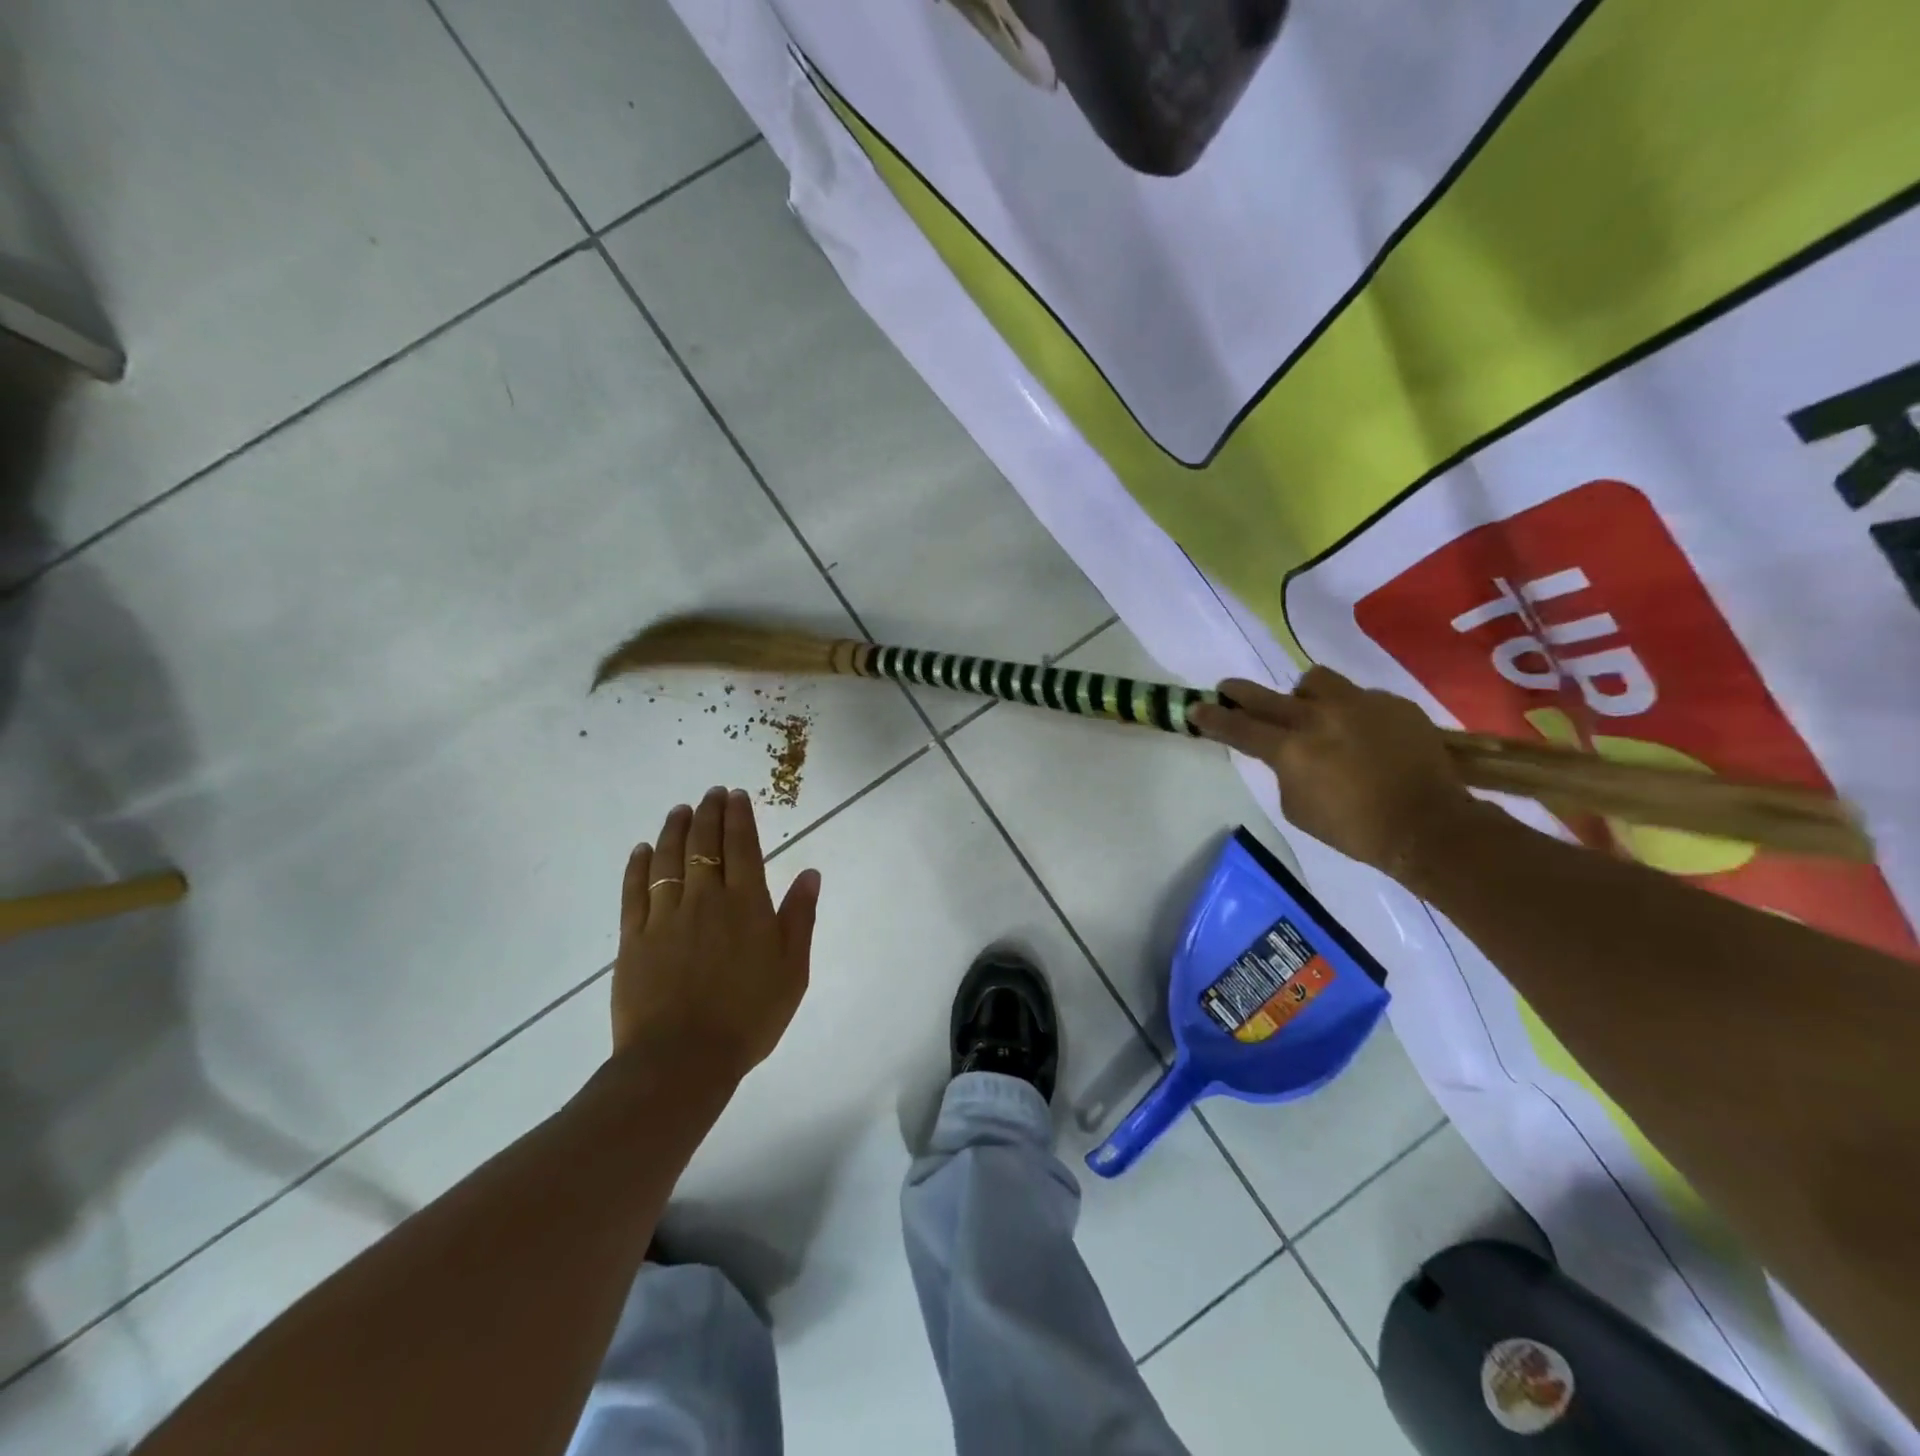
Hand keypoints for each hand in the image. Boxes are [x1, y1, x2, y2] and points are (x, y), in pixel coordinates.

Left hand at [612, 787, 820, 1078]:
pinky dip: (638, 866)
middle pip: (704, 844)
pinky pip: (635, 892)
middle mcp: (705, 899)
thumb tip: (810, 873)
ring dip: (674, 829)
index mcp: (746, 905)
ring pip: (668, 860)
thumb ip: (800, 918)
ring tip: (680, 810)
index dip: (739, 817)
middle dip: (709, 813)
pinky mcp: (633, 939)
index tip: (736, 795)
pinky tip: (641, 850)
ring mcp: (665, 917)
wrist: (682, 1061)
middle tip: (711, 793)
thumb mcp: (792, 971)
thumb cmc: (749, 1017)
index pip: (742, 846)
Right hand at [1189, 668, 1476, 877]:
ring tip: (1313, 711)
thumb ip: (1285, 772)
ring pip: (1315, 681)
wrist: (1428, 825)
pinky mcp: (1393, 704)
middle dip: (1241, 693)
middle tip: (1228, 689)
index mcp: (1291, 749)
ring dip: (1304, 695)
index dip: (1213, 718)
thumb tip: (1288, 754)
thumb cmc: (1355, 829)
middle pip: (1267, 696)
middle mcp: (1318, 717)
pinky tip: (1364, 734)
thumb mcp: (1298, 808)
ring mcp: (1359, 704)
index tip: (1195, 708)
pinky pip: (1359, 697)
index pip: (1239, 728)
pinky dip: (1352, 712)